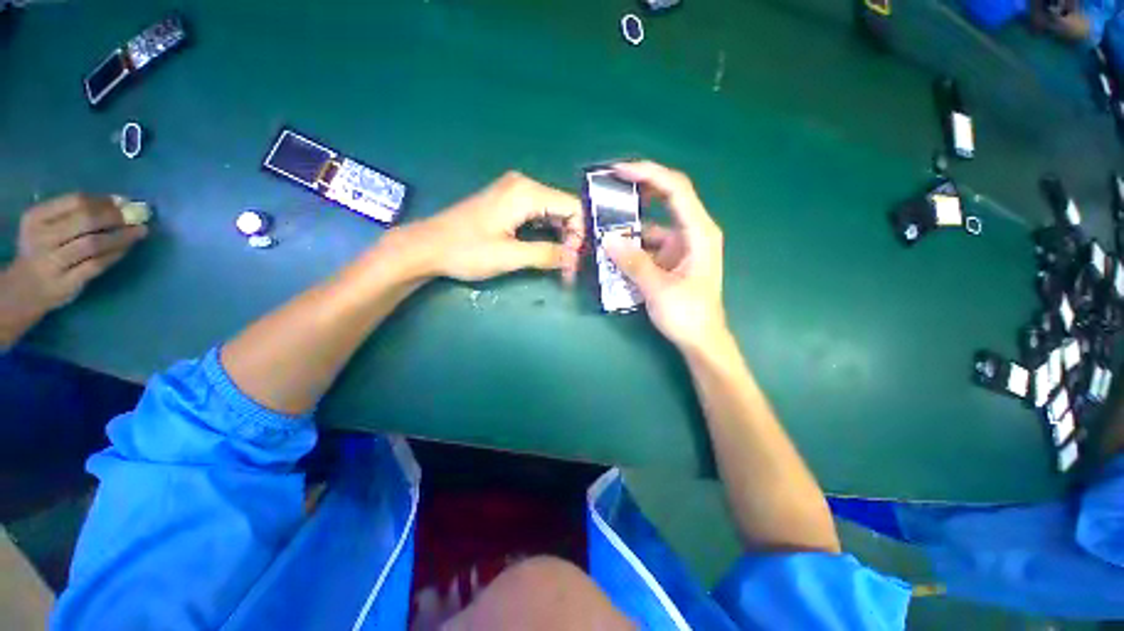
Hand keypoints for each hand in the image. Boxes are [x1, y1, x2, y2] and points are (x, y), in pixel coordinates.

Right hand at [5, 194, 147, 314]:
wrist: (23, 289)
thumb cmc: (43, 250)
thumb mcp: (49, 225)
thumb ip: (78, 212)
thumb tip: (121, 201)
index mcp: (36, 217)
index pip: (75, 201)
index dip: (105, 201)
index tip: (125, 202)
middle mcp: (42, 238)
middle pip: (86, 221)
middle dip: (115, 217)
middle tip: (137, 217)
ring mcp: (52, 263)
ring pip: (93, 244)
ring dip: (121, 236)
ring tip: (140, 231)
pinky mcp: (66, 283)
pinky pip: (96, 265)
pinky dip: (115, 254)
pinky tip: (126, 249)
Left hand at [395, 172, 584, 282]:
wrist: (428, 246)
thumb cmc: (466, 250)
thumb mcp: (509, 256)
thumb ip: (546, 254)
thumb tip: (575, 259)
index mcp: (526, 193)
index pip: (573, 207)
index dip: (581, 235)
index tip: (576, 261)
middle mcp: (524, 185)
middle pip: (565, 209)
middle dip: (572, 238)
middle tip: (571, 267)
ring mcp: (515, 192)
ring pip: (553, 213)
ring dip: (561, 238)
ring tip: (563, 263)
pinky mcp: (508, 202)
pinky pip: (539, 214)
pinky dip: (548, 233)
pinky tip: (549, 250)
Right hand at [602, 161, 726, 351]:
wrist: (701, 340)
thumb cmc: (687, 315)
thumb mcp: (658, 289)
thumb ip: (633, 263)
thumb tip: (608, 239)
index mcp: (699, 233)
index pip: (676, 190)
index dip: (649, 174)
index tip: (620, 171)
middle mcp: (693, 232)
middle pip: (668, 198)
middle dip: (640, 190)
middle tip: (611, 187)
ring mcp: (683, 245)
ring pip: (655, 223)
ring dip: (632, 222)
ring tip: (605, 221)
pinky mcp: (673, 258)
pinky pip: (650, 243)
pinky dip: (633, 244)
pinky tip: (615, 249)